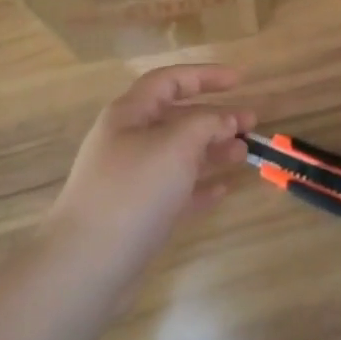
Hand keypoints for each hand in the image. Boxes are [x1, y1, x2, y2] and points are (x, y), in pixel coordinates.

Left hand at [48, 64, 255, 269]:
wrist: (88, 264)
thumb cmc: (133, 190)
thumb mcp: (175, 145)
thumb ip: (206, 124)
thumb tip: (226, 119)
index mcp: (130, 115)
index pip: (169, 81)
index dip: (204, 75)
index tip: (240, 80)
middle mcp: (129, 141)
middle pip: (177, 118)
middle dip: (215, 117)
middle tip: (252, 123)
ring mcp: (133, 180)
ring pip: (179, 155)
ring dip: (212, 150)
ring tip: (244, 154)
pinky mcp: (139, 215)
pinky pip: (176, 192)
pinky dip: (200, 187)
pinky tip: (223, 190)